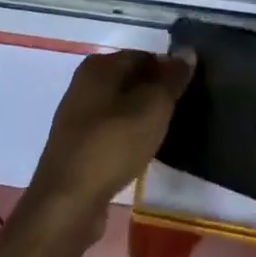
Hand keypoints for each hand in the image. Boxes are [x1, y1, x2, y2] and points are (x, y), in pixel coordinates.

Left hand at [23, 49, 195, 236]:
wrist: (68, 203)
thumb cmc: (113, 144)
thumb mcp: (153, 107)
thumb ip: (172, 79)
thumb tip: (187, 53)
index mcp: (99, 66)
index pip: (144, 56)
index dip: (169, 71)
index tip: (187, 92)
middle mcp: (84, 84)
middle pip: (130, 80)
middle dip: (155, 94)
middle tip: (180, 112)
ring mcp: (77, 117)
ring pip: (120, 107)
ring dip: (142, 117)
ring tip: (165, 134)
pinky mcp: (76, 147)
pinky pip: (110, 131)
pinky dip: (127, 137)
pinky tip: (140, 152)